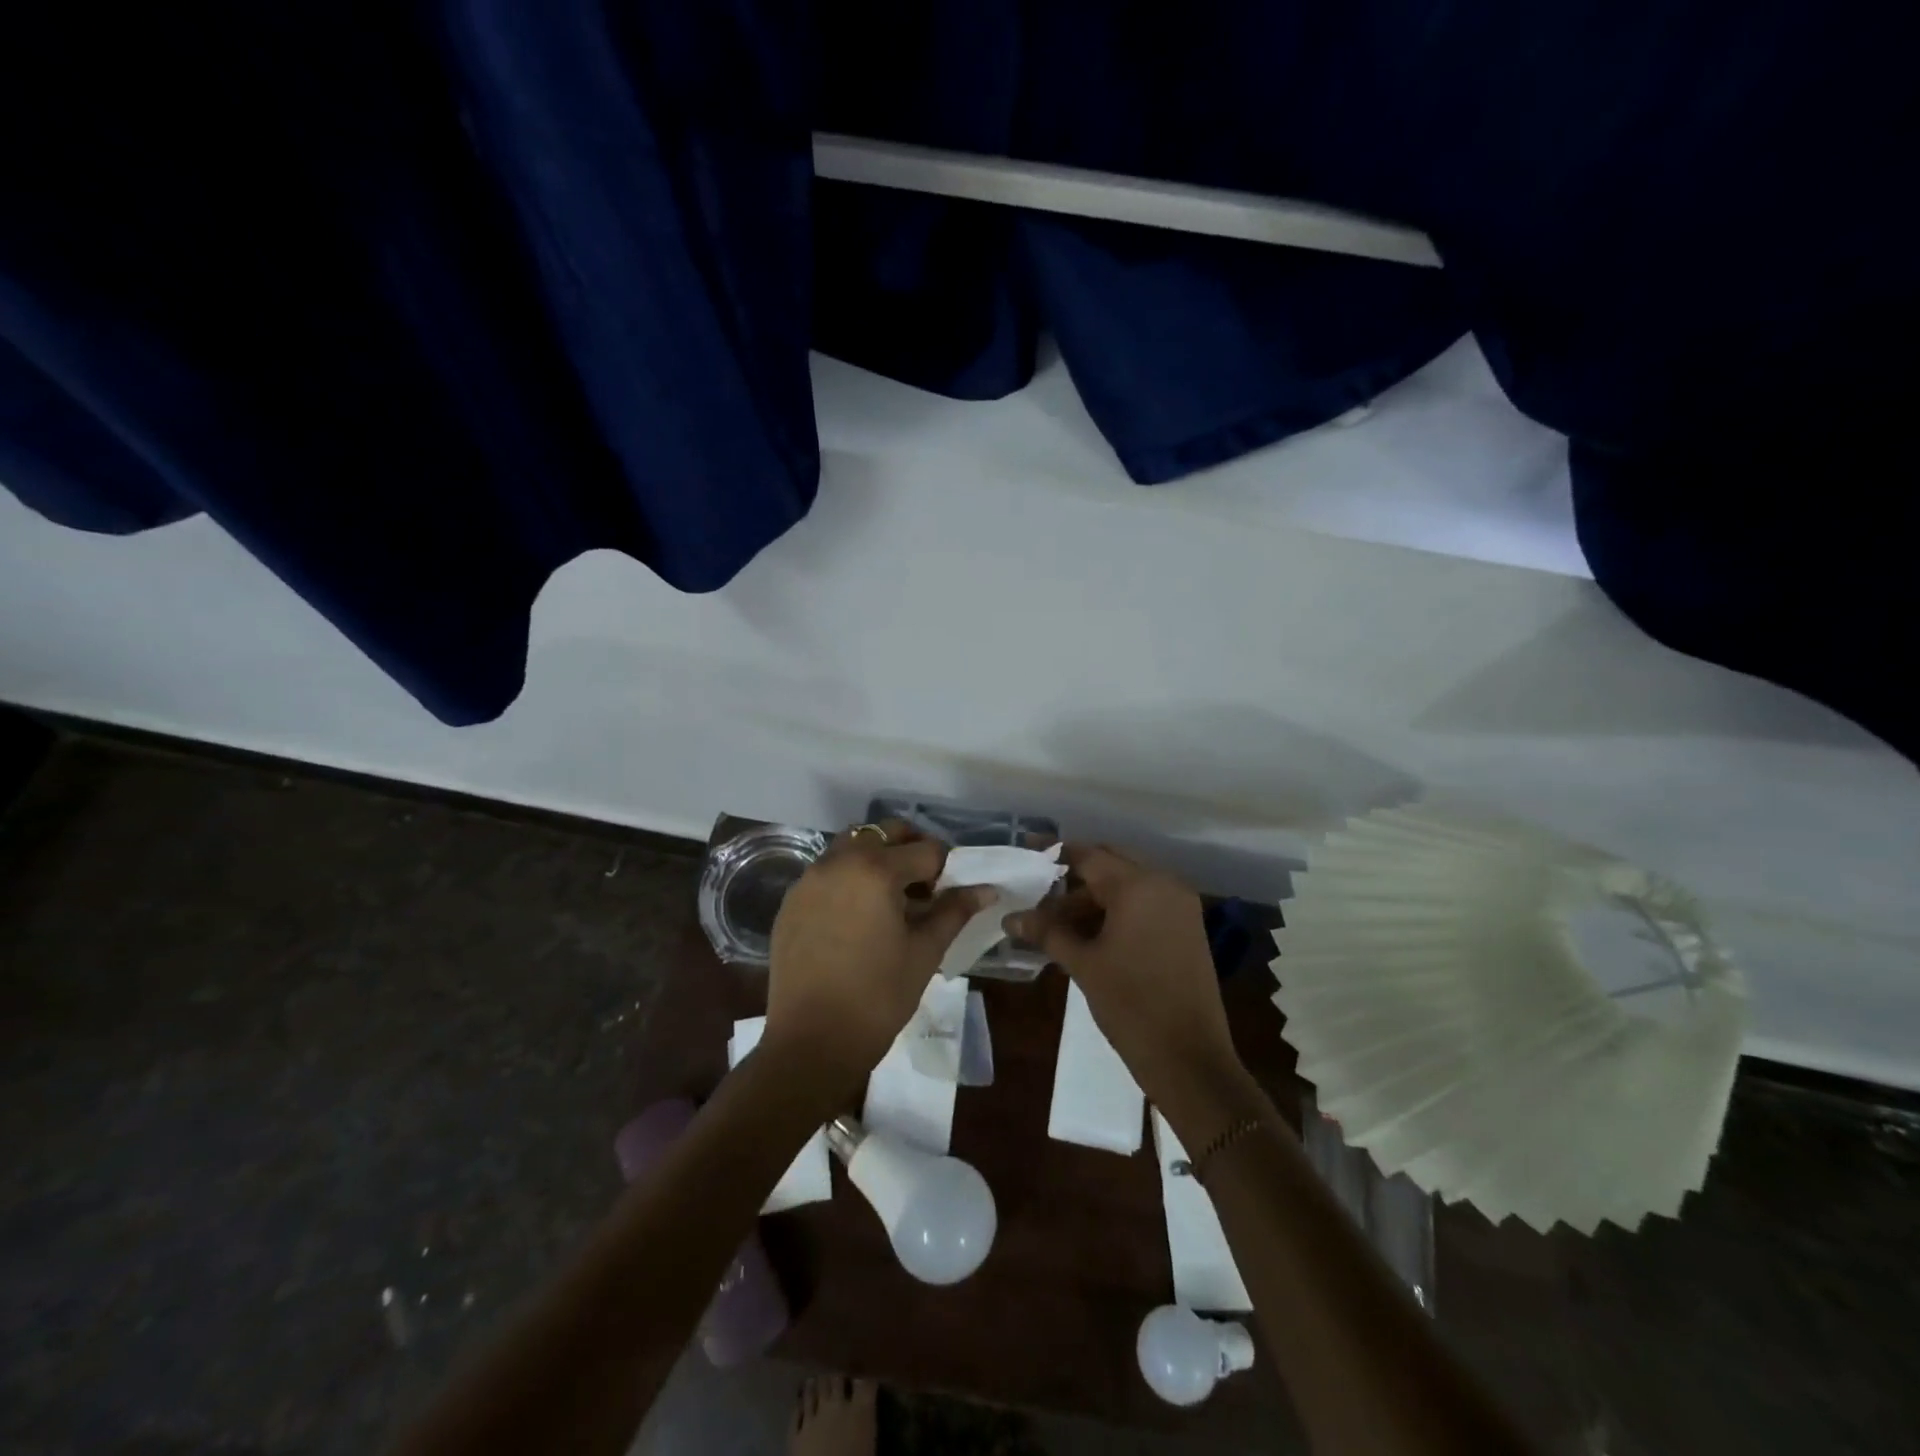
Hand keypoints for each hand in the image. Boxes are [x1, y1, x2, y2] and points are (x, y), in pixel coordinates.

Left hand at [764, 820, 988, 1092]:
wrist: (811, 1043)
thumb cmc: (878, 997)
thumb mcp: (925, 952)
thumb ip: (954, 912)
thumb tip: (987, 889)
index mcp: (875, 869)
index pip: (925, 850)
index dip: (946, 868)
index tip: (952, 893)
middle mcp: (838, 861)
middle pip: (884, 833)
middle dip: (911, 849)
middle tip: (927, 884)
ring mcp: (809, 880)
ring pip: (851, 847)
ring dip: (877, 858)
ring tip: (892, 898)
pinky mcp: (791, 902)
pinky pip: (827, 872)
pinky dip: (849, 877)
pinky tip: (859, 916)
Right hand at [1006, 845, 1246, 1117]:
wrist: (1190, 1060)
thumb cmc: (1131, 1006)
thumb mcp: (1083, 965)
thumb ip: (1047, 932)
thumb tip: (1011, 918)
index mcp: (1138, 886)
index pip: (1089, 856)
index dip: (1055, 852)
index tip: (1027, 848)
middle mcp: (1164, 884)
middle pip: (1110, 864)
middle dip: (1074, 876)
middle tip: (1038, 890)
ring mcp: (1180, 906)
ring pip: (1127, 886)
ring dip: (1093, 898)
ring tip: (1055, 921)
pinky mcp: (1186, 928)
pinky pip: (1144, 904)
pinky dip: (1115, 911)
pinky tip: (1086, 933)